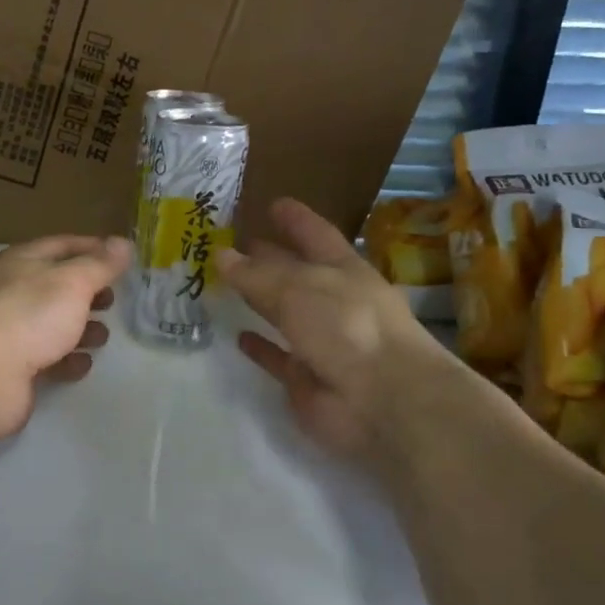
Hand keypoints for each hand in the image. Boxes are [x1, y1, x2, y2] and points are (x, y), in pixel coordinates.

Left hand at [0, 235, 132, 437]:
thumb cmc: (28, 315)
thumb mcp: (72, 281)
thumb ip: (100, 264)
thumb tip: (123, 243)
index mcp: (20, 262)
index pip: (61, 245)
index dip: (92, 248)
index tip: (122, 258)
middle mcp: (10, 292)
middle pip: (55, 286)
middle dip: (87, 292)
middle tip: (113, 299)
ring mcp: (7, 331)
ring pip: (50, 323)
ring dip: (79, 328)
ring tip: (102, 335)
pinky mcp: (10, 368)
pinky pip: (44, 359)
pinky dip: (66, 360)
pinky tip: (82, 365)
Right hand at [218, 198, 425, 456]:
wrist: (383, 401)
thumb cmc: (348, 327)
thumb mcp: (299, 289)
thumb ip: (257, 274)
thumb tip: (221, 255)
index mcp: (343, 271)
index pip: (316, 235)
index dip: (295, 219)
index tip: (273, 203)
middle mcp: (333, 302)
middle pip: (296, 273)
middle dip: (269, 257)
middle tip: (235, 242)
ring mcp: (321, 341)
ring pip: (283, 314)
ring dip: (259, 300)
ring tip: (226, 283)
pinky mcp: (306, 378)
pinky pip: (277, 357)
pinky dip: (260, 348)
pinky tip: (238, 336)